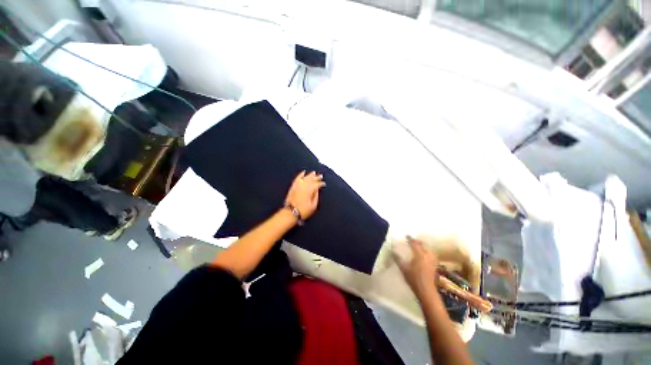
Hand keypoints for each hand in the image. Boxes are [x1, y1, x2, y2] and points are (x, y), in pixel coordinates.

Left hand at [285, 171, 324, 219]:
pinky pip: (297, 178)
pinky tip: (303, 172)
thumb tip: (317, 190)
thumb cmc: (303, 211)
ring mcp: (298, 185)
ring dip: (310, 175)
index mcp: (310, 190)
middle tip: (321, 176)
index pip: (317, 184)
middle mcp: (304, 186)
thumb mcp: (313, 206)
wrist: (290, 212)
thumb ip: (316, 196)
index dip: (321, 183)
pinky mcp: (293, 186)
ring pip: (305, 177)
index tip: (324, 184)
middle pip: (311, 179)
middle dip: (317, 177)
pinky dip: (300, 175)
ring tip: (314, 172)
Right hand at [394, 236, 439, 297]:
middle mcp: (427, 256)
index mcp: (419, 255)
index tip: (407, 236)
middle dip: (418, 242)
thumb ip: (398, 259)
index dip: (410, 239)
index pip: (414, 244)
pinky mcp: (434, 266)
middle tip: (412, 241)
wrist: (426, 291)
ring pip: (428, 250)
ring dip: (423, 247)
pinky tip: (424, 256)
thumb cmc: (414, 279)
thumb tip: (393, 251)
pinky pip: (431, 256)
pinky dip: (427, 253)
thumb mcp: (403, 268)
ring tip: (419, 248)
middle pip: (423, 245)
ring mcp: (432, 261)